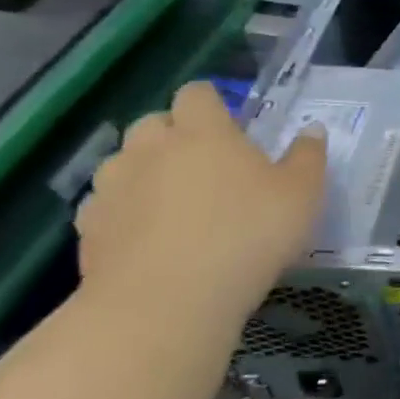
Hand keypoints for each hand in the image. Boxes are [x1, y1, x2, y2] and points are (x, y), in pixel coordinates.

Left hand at [74, 81, 326, 319]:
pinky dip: (122, 212)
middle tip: (204, 164)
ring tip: (171, 201)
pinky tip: (145, 236)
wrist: (166, 304)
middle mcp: (152, 148)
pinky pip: (104, 205)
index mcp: (204, 131)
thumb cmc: (247, 235)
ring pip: (122, 162)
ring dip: (142, 171)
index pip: (197, 93)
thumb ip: (308, 157)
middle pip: (152, 122)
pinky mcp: (88, 229)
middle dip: (173, 134)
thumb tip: (311, 131)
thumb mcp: (302, 195)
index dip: (212, 104)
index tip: (231, 126)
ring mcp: (113, 188)